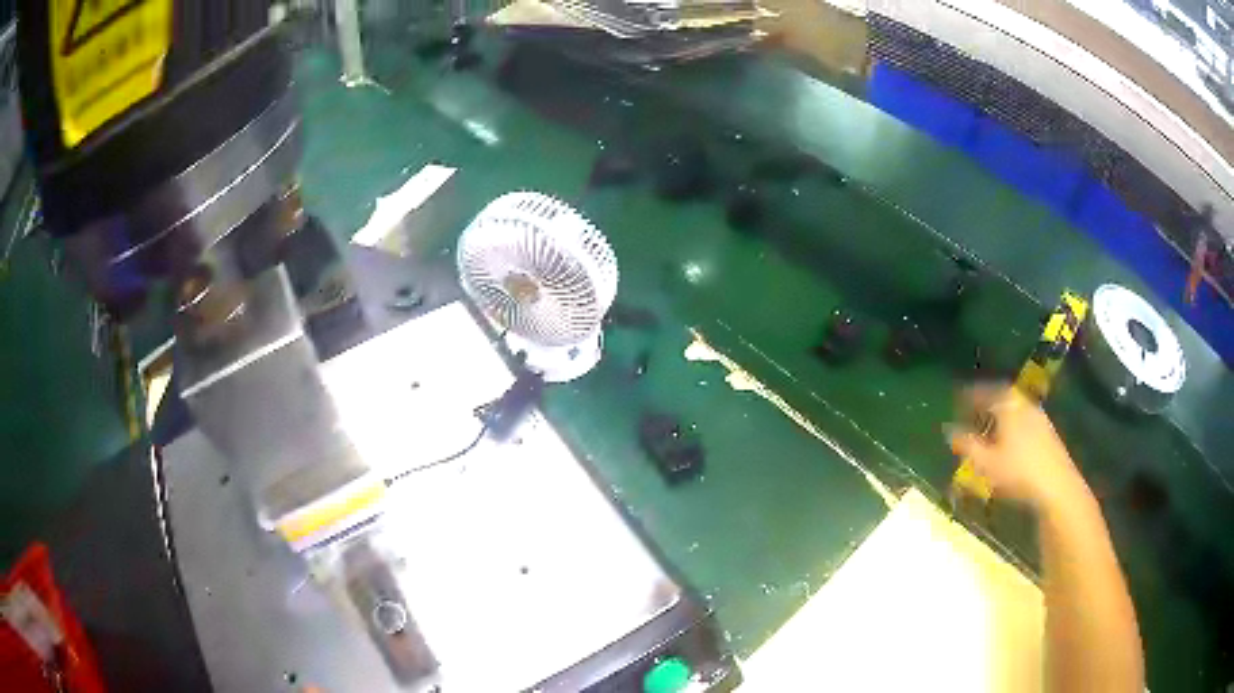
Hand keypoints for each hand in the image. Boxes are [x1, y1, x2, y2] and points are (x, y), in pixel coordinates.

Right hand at [949, 384, 1089, 513]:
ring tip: (988, 427)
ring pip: (1013, 407)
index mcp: (1007, 403)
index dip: (968, 396)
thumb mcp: (986, 462)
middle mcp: (1023, 402)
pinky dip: (1011, 423)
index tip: (956, 400)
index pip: (983, 392)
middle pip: (1000, 396)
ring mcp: (1037, 414)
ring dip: (999, 413)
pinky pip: (1022, 417)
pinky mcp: (1046, 429)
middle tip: (971, 411)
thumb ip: (966, 445)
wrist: (1055, 484)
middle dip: (984, 403)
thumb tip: (948, 431)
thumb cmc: (1017, 471)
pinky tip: (1007, 439)